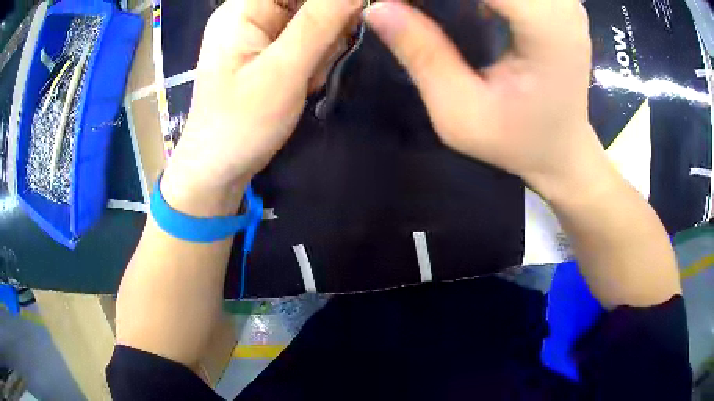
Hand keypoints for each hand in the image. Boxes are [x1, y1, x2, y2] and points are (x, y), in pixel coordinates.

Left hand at [162, 0, 361, 214]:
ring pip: (315, 18)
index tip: (344, 22)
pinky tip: (303, 81)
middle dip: (327, 27)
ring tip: (305, 78)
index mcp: (243, 8)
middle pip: (309, 1)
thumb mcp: (282, 71)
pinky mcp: (268, 49)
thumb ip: (320, 24)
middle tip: (317, 60)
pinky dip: (314, 58)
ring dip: (322, 47)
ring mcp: (259, 31)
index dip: (328, 3)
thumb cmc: (240, 123)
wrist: (218, 168)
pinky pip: (308, 38)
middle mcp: (250, 12)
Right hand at [364, 0, 602, 200]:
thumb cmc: (517, 141)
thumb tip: (376, 7)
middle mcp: (561, 5)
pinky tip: (463, 10)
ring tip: (427, 10)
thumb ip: (422, 54)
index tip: (394, 3)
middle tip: (410, 9)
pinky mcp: (555, 2)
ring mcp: (562, 1)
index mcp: (547, 30)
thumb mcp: (461, 112)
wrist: (562, 148)